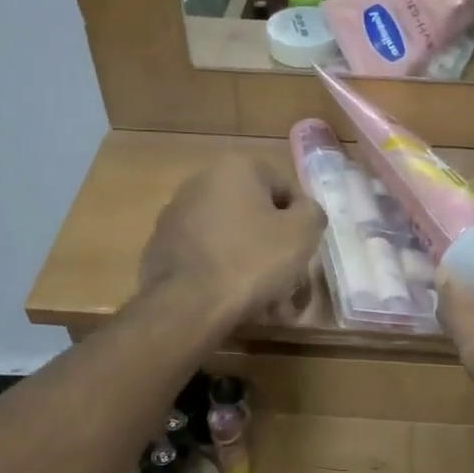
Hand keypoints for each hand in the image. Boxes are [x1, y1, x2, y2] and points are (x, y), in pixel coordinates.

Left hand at [139, 156, 325, 329]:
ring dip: (250, 264)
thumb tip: (304, 211)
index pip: (284, 189)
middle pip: (254, 214)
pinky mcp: (161, 247)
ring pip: (230, 238)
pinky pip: (206, 256)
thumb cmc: (251, 261)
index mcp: (235, 167)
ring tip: (265, 301)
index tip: (302, 252)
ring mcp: (176, 215)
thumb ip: (312, 212)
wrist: (187, 305)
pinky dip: (222, 273)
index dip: (299, 222)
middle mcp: (200, 182)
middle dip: (273, 247)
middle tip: (287, 280)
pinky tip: (234, 302)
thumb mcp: (302, 233)